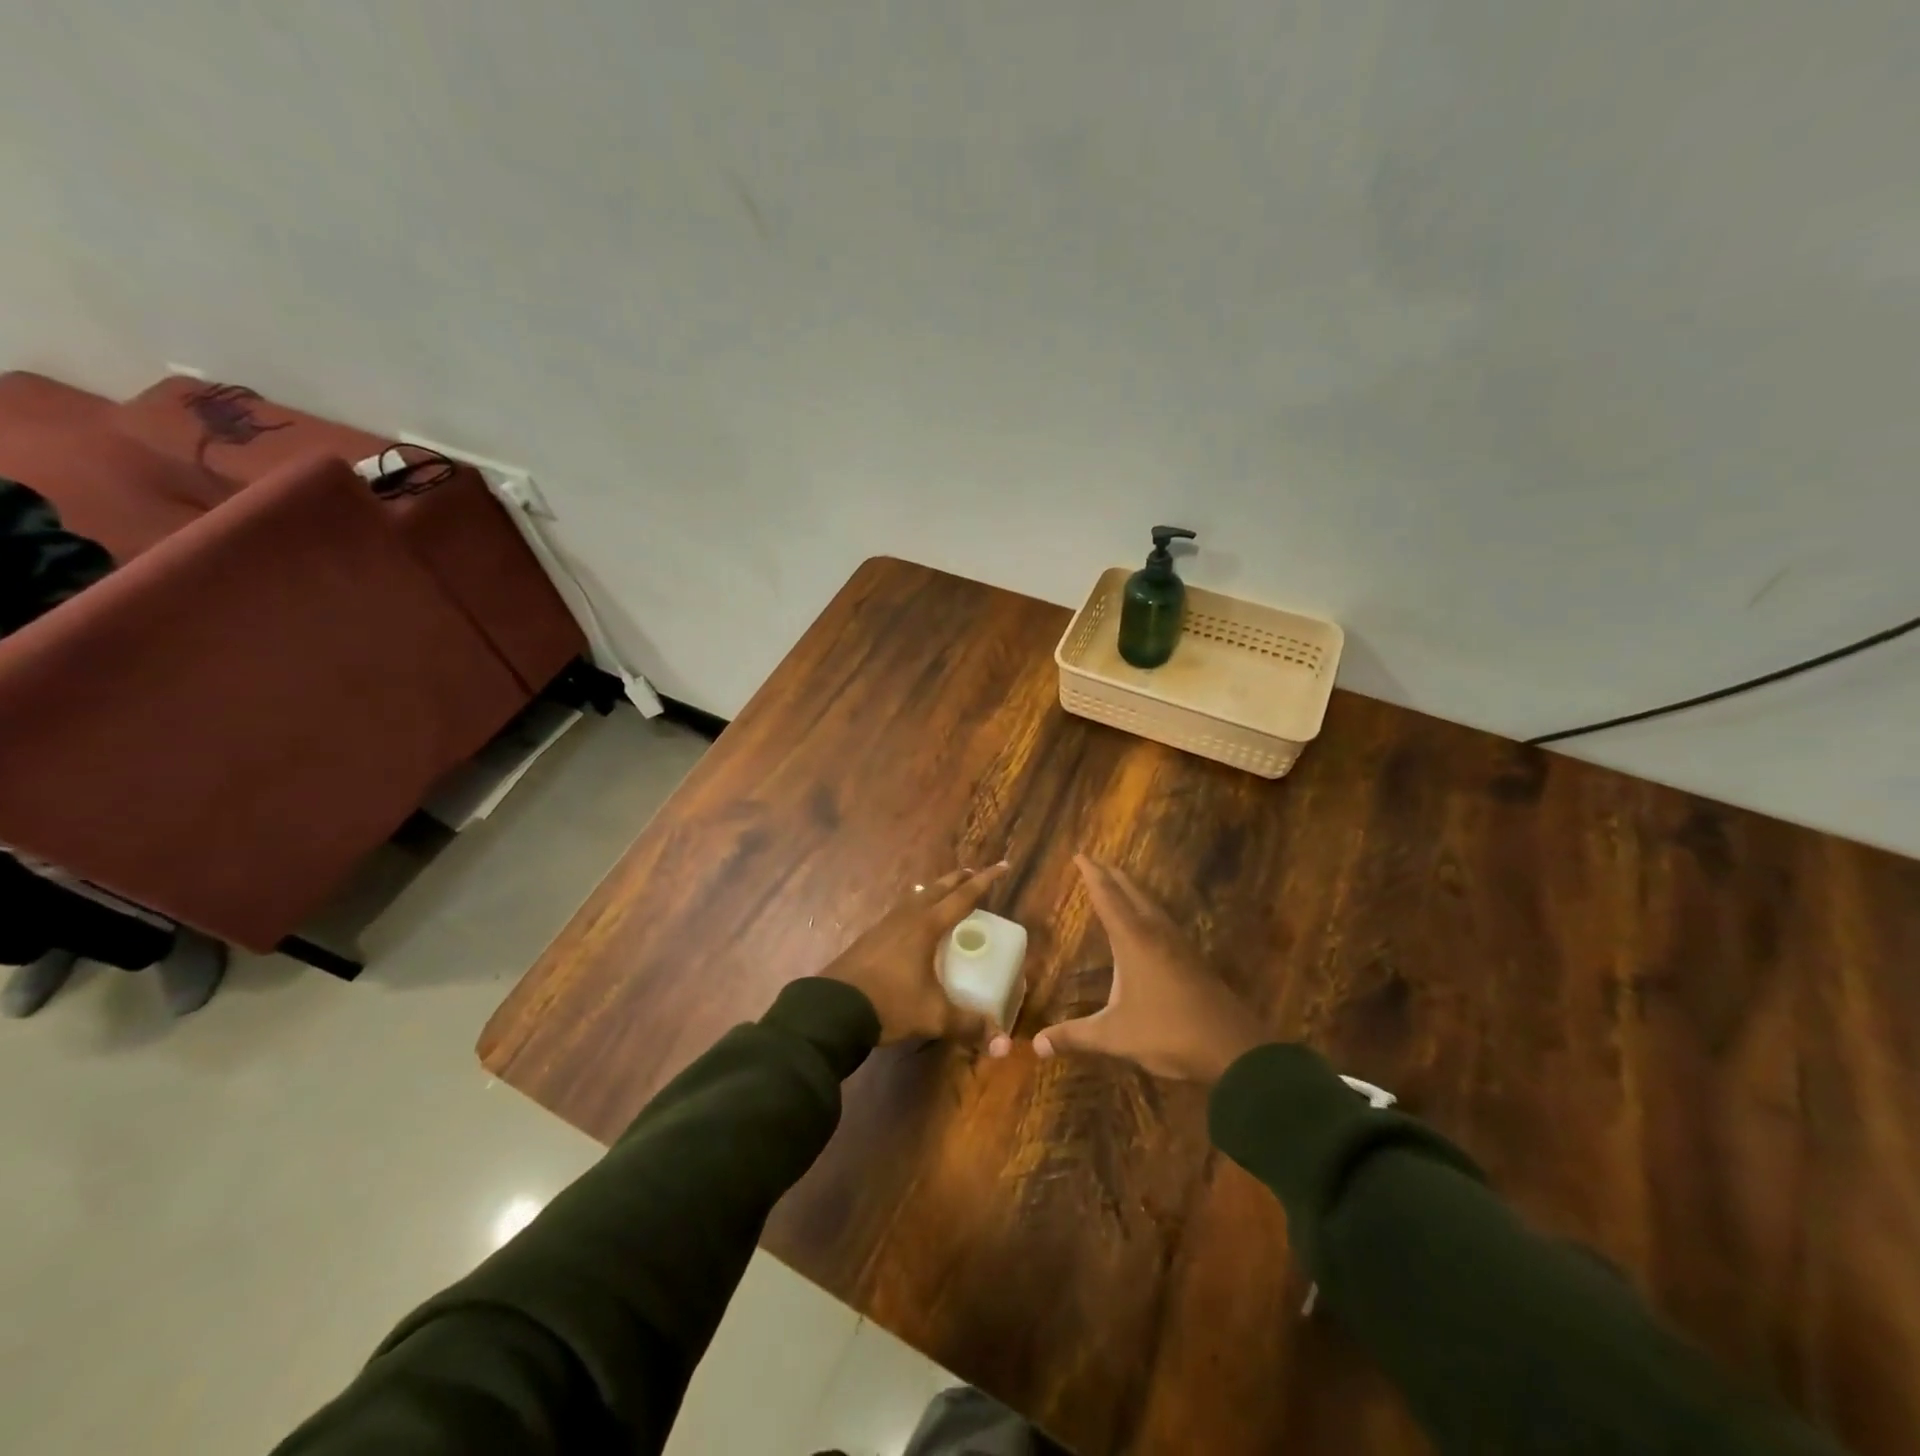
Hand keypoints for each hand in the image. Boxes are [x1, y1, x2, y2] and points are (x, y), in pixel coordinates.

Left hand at [821, 863, 1013, 1053]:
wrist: (834, 1008)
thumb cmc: (890, 1003)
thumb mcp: (933, 1016)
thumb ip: (967, 1024)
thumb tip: (999, 1040)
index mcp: (927, 926)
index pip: (963, 897)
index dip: (985, 881)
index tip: (1002, 866)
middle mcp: (907, 918)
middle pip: (938, 889)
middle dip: (958, 879)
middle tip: (973, 873)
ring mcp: (885, 925)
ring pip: (915, 898)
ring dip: (933, 891)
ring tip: (942, 891)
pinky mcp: (870, 938)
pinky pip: (900, 912)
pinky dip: (914, 907)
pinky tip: (910, 921)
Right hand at [1034, 856, 1263, 1082]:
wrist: (1233, 1048)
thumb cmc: (1167, 1033)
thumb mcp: (1114, 1037)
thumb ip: (1074, 1037)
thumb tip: (1034, 1045)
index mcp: (1133, 940)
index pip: (1107, 897)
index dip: (1092, 875)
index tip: (1081, 855)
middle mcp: (1156, 933)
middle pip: (1131, 893)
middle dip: (1111, 875)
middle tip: (1095, 862)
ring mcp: (1179, 945)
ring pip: (1151, 905)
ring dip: (1132, 891)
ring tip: (1119, 884)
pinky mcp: (1193, 960)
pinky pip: (1163, 921)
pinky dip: (1147, 910)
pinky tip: (1149, 924)